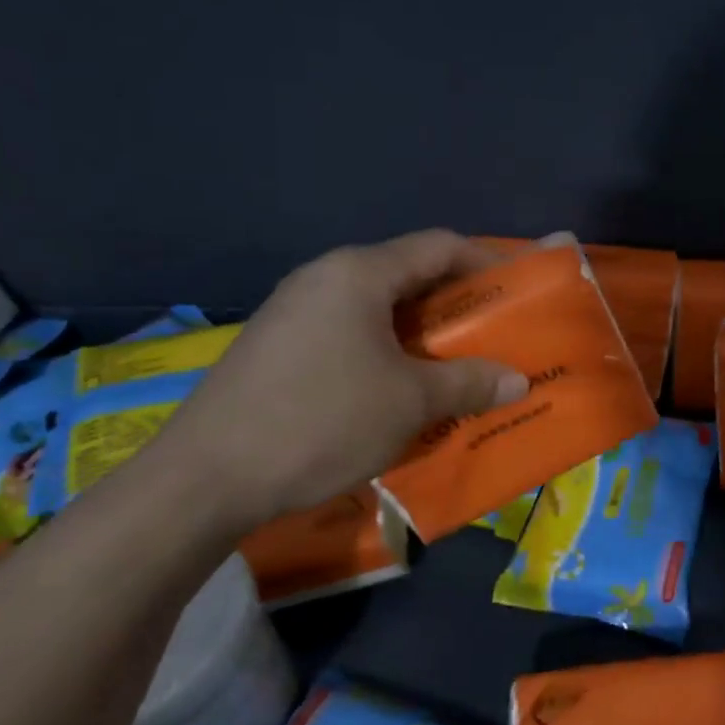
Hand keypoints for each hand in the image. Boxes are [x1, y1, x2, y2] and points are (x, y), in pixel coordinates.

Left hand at [153, 231, 528, 532]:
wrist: (205, 478)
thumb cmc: (322, 421)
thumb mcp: (410, 403)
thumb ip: (469, 383)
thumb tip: (518, 381)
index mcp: (359, 274)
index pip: (439, 246)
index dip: (486, 263)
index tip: (518, 293)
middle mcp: (324, 278)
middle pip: (407, 274)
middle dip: (456, 304)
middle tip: (492, 337)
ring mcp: (294, 311)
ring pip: (376, 308)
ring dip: (420, 333)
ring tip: (452, 367)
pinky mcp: (277, 346)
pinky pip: (347, 333)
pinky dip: (385, 350)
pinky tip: (396, 389)